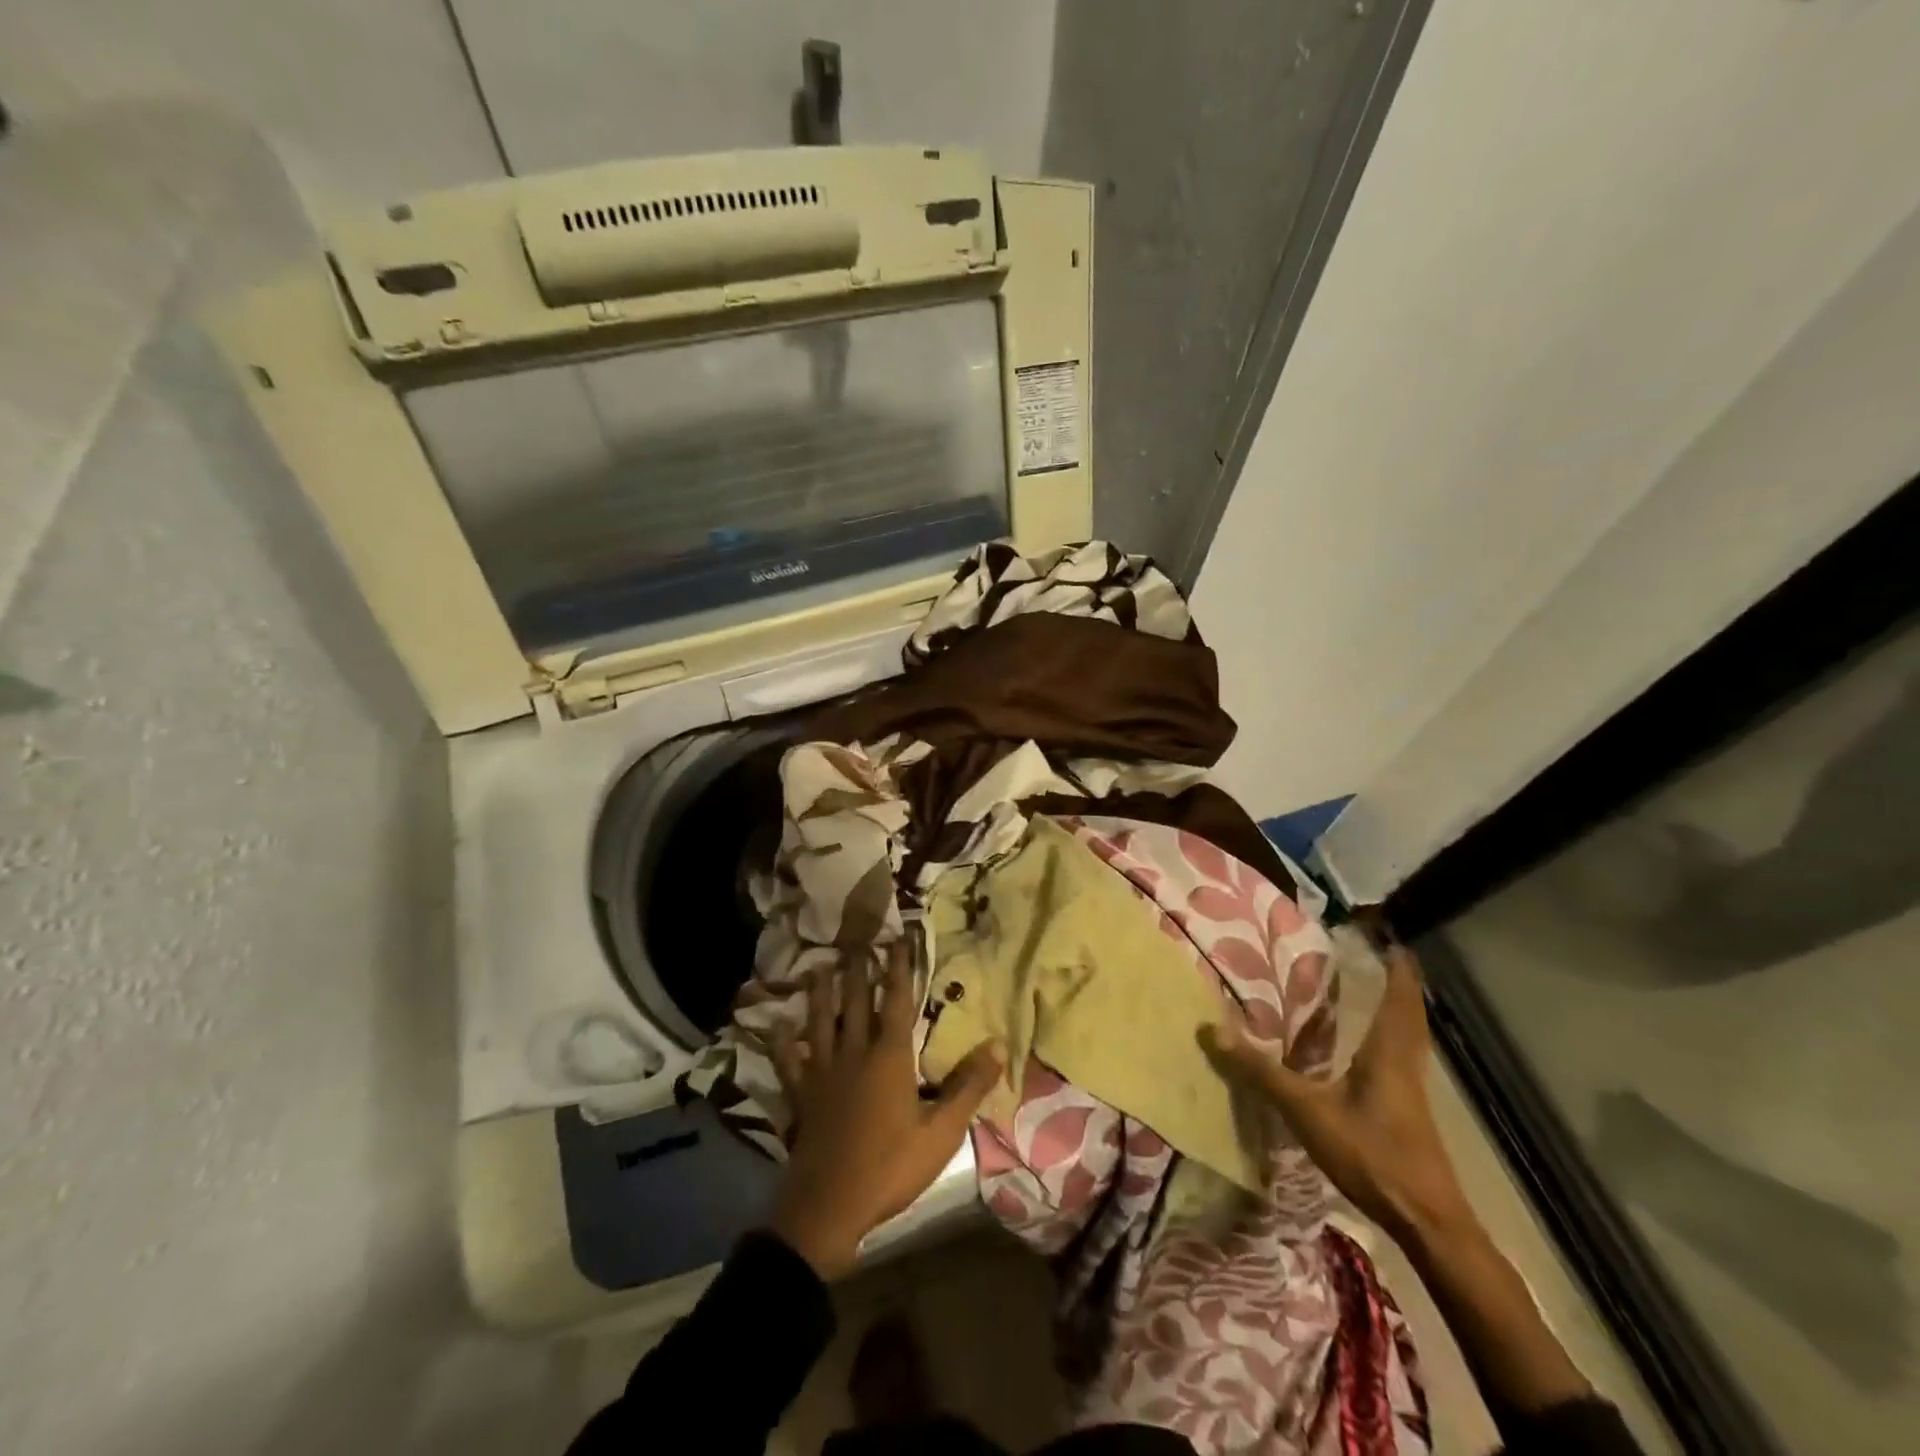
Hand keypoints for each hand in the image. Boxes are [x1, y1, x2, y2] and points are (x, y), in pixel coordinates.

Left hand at [766, 942, 1002, 1279]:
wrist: (829, 1206)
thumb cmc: (890, 1167)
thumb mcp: (941, 1132)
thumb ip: (969, 1086)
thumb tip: (997, 1044)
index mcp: (889, 1057)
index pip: (896, 1002)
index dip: (898, 969)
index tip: (898, 940)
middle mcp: (853, 1054)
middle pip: (855, 1003)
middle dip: (858, 970)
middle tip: (856, 942)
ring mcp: (822, 1074)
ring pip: (821, 1023)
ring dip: (821, 994)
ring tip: (819, 968)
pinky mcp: (801, 1096)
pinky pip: (789, 1063)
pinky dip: (783, 1044)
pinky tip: (777, 1030)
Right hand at [1202, 945, 1476, 1245]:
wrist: (1428, 1222)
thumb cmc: (1372, 1155)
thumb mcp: (1307, 1111)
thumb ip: (1261, 1072)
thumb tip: (1212, 1029)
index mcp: (1389, 1052)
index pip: (1400, 998)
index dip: (1399, 968)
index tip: (1393, 940)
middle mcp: (1406, 1064)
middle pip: (1410, 1014)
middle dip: (1401, 984)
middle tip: (1387, 957)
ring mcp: (1413, 1091)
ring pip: (1410, 1038)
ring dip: (1400, 1011)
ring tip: (1383, 991)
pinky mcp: (1410, 1113)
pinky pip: (1403, 1059)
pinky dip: (1394, 1039)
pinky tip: (1375, 1051)